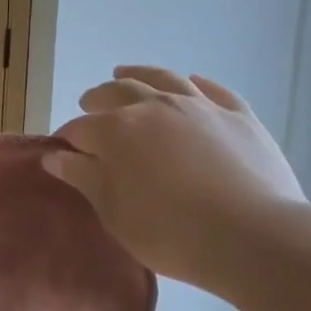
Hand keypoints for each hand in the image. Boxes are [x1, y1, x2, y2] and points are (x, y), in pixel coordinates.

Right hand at [44, 67, 304, 288]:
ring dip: (137, 74)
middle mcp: (154, 107)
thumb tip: (55, 157)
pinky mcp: (238, 116)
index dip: (67, 140)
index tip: (62, 153)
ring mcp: (199, 106)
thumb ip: (84, 178)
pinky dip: (196, 83)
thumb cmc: (171, 233)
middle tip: (88, 105)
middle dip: (97, 98)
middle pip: (117, 92)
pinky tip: (190, 82)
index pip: (80, 129)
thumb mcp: (115, 214)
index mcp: (117, 131)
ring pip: (162, 78)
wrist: (255, 237)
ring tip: (124, 73)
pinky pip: (213, 90)